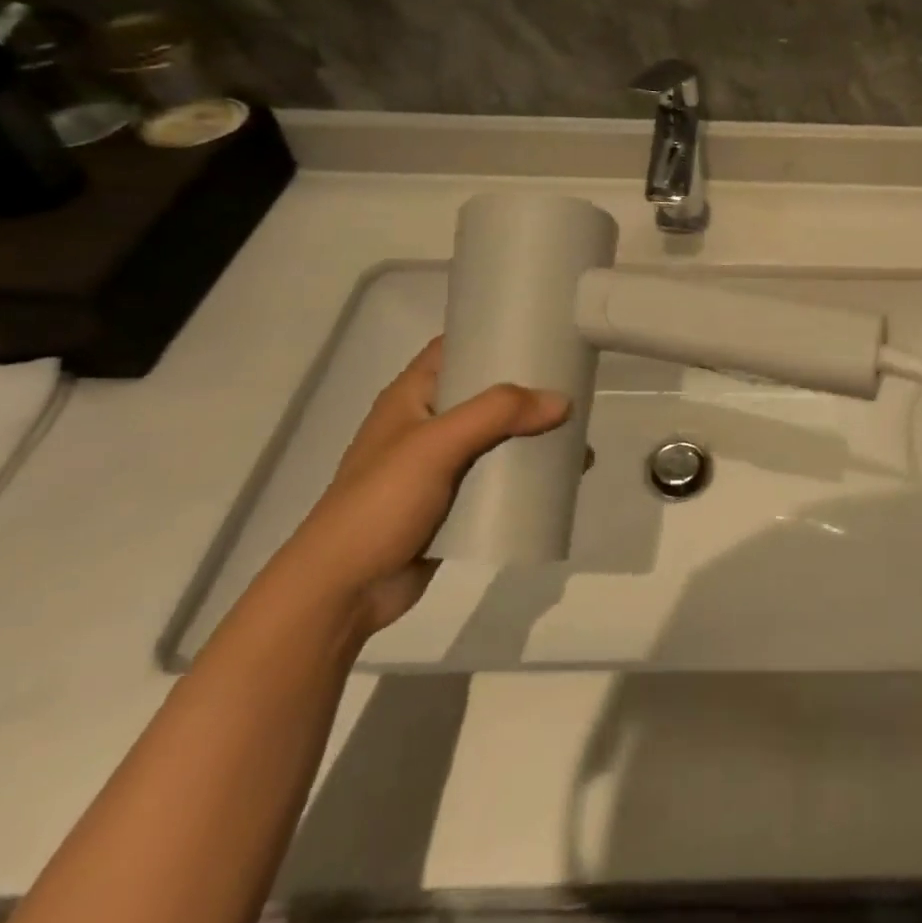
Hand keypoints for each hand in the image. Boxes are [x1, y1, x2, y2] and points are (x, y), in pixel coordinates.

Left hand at [266, 340, 568, 638]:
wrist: (342, 593)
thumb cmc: (380, 503)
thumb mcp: (436, 445)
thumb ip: (498, 414)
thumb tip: (562, 402)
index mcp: (413, 396)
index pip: (457, 346)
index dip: (494, 334)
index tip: (543, 330)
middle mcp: (428, 423)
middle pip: (486, 392)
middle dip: (528, 388)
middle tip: (575, 382)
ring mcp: (440, 465)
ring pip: (498, 437)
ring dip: (534, 434)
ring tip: (579, 433)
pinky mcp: (453, 503)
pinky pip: (499, 477)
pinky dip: (528, 473)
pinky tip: (563, 475)